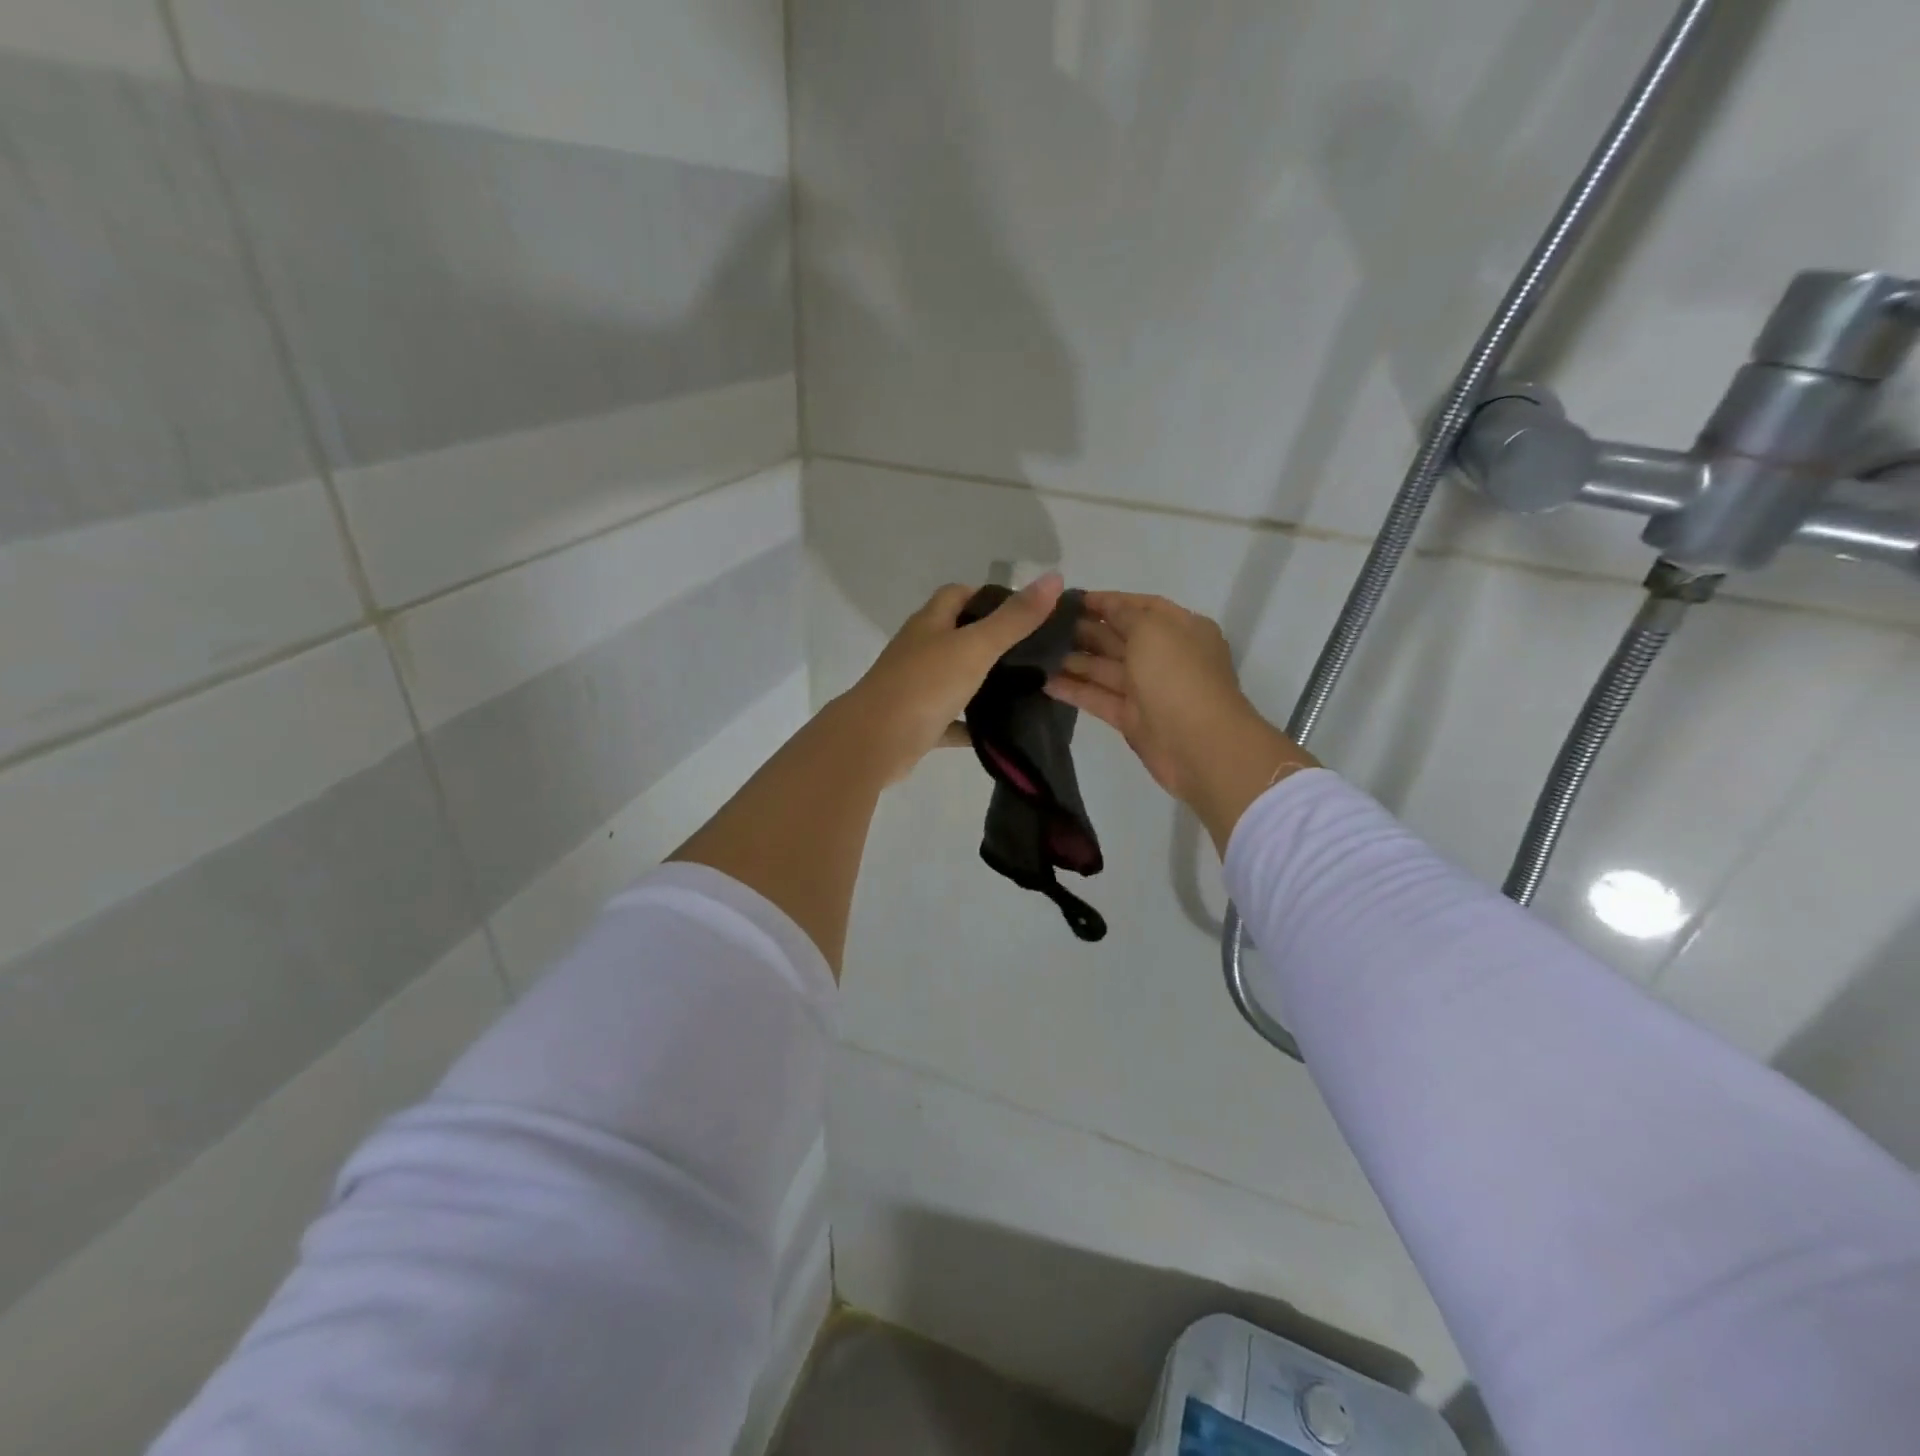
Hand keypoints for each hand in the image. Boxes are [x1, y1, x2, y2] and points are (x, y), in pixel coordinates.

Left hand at [841, 574, 1065, 782]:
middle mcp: (919, 650)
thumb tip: (1054, 576)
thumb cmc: (924, 685)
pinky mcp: (917, 723)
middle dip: (991, 638)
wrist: (874, 742)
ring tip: (1026, 687)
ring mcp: (915, 687)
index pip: (958, 593)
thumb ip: (1014, 618)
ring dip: (982, 681)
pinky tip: (999, 731)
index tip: (1026, 610)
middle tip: (1034, 651)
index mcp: (930, 623)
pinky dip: (971, 724)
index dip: (989, 595)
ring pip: (954, 677)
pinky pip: (950, 720)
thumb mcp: (975, 646)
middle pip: (957, 634)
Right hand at [1045, 591, 1314, 845]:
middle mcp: (1165, 656)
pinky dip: (1074, 690)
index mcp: (1180, 629)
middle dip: (1085, 629)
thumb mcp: (1152, 630)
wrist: (1199, 746)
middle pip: (1120, 637)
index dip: (1107, 601)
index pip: (1141, 606)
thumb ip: (1124, 614)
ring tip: (1036, 652)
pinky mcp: (1132, 719)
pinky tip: (1044, 682)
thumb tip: (1105, 606)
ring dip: (1074, 660)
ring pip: (1106, 669)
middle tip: (1043, 626)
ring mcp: (1148, 689)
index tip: (1069, 600)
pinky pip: (1099, 698)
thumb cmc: (1177, 676)